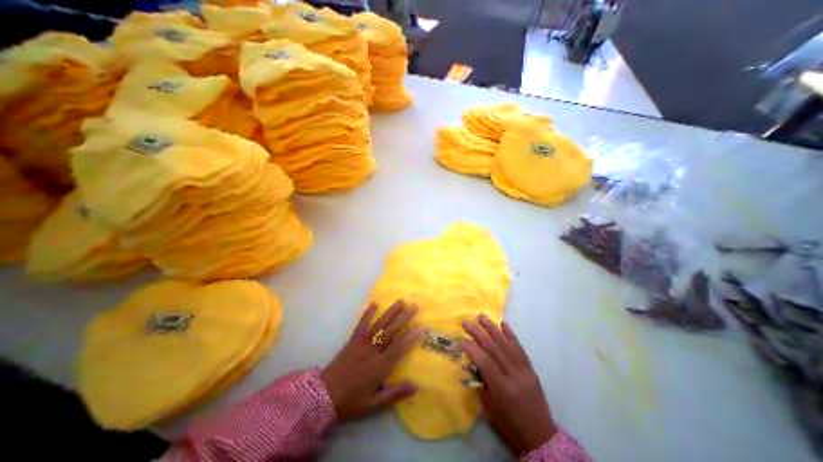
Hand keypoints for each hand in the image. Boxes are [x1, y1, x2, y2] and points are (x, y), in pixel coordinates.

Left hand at [322, 299, 423, 422]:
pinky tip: (374, 303)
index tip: (421, 326)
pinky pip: (361, 324)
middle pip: (391, 331)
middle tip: (414, 306)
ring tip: (401, 301)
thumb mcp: (374, 405)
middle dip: (404, 318)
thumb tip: (415, 385)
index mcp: (380, 366)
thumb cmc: (351, 401)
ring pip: (379, 325)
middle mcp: (373, 350)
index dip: (411, 336)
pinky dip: (367, 313)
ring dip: (391, 312)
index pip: (399, 347)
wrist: (323, 396)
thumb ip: (395, 394)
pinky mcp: (353, 340)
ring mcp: (362, 343)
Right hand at [461, 315, 556, 455]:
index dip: (473, 350)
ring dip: (492, 328)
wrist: (541, 439)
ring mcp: (525, 371)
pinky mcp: (531, 369)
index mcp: (504, 390)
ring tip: (481, 316)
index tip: (462, 340)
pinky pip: (520, 348)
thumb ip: (480, 384)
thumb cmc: (510, 427)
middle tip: (466, 322)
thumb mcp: (489, 410)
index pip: (486, 363)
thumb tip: (471, 363)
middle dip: (479, 334)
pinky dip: (511, 334)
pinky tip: (503, 323)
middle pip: (495, 349)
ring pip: (506, 344)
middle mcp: (515, 376)